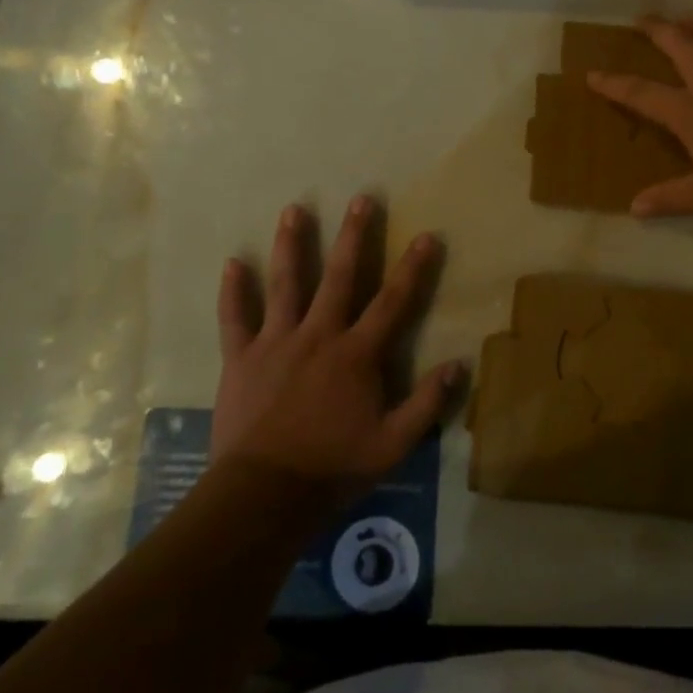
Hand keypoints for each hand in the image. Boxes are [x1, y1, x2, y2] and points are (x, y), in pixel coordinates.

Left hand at [213, 196, 460, 503]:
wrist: (264, 493)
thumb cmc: (333, 467)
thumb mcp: (393, 444)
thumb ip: (427, 403)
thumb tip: (460, 365)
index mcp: (357, 354)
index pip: (392, 302)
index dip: (413, 268)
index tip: (426, 235)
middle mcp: (318, 335)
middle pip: (339, 276)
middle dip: (353, 236)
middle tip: (360, 199)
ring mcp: (276, 342)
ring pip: (285, 284)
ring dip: (291, 245)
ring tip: (294, 209)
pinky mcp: (241, 358)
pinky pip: (235, 318)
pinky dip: (233, 291)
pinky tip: (232, 262)